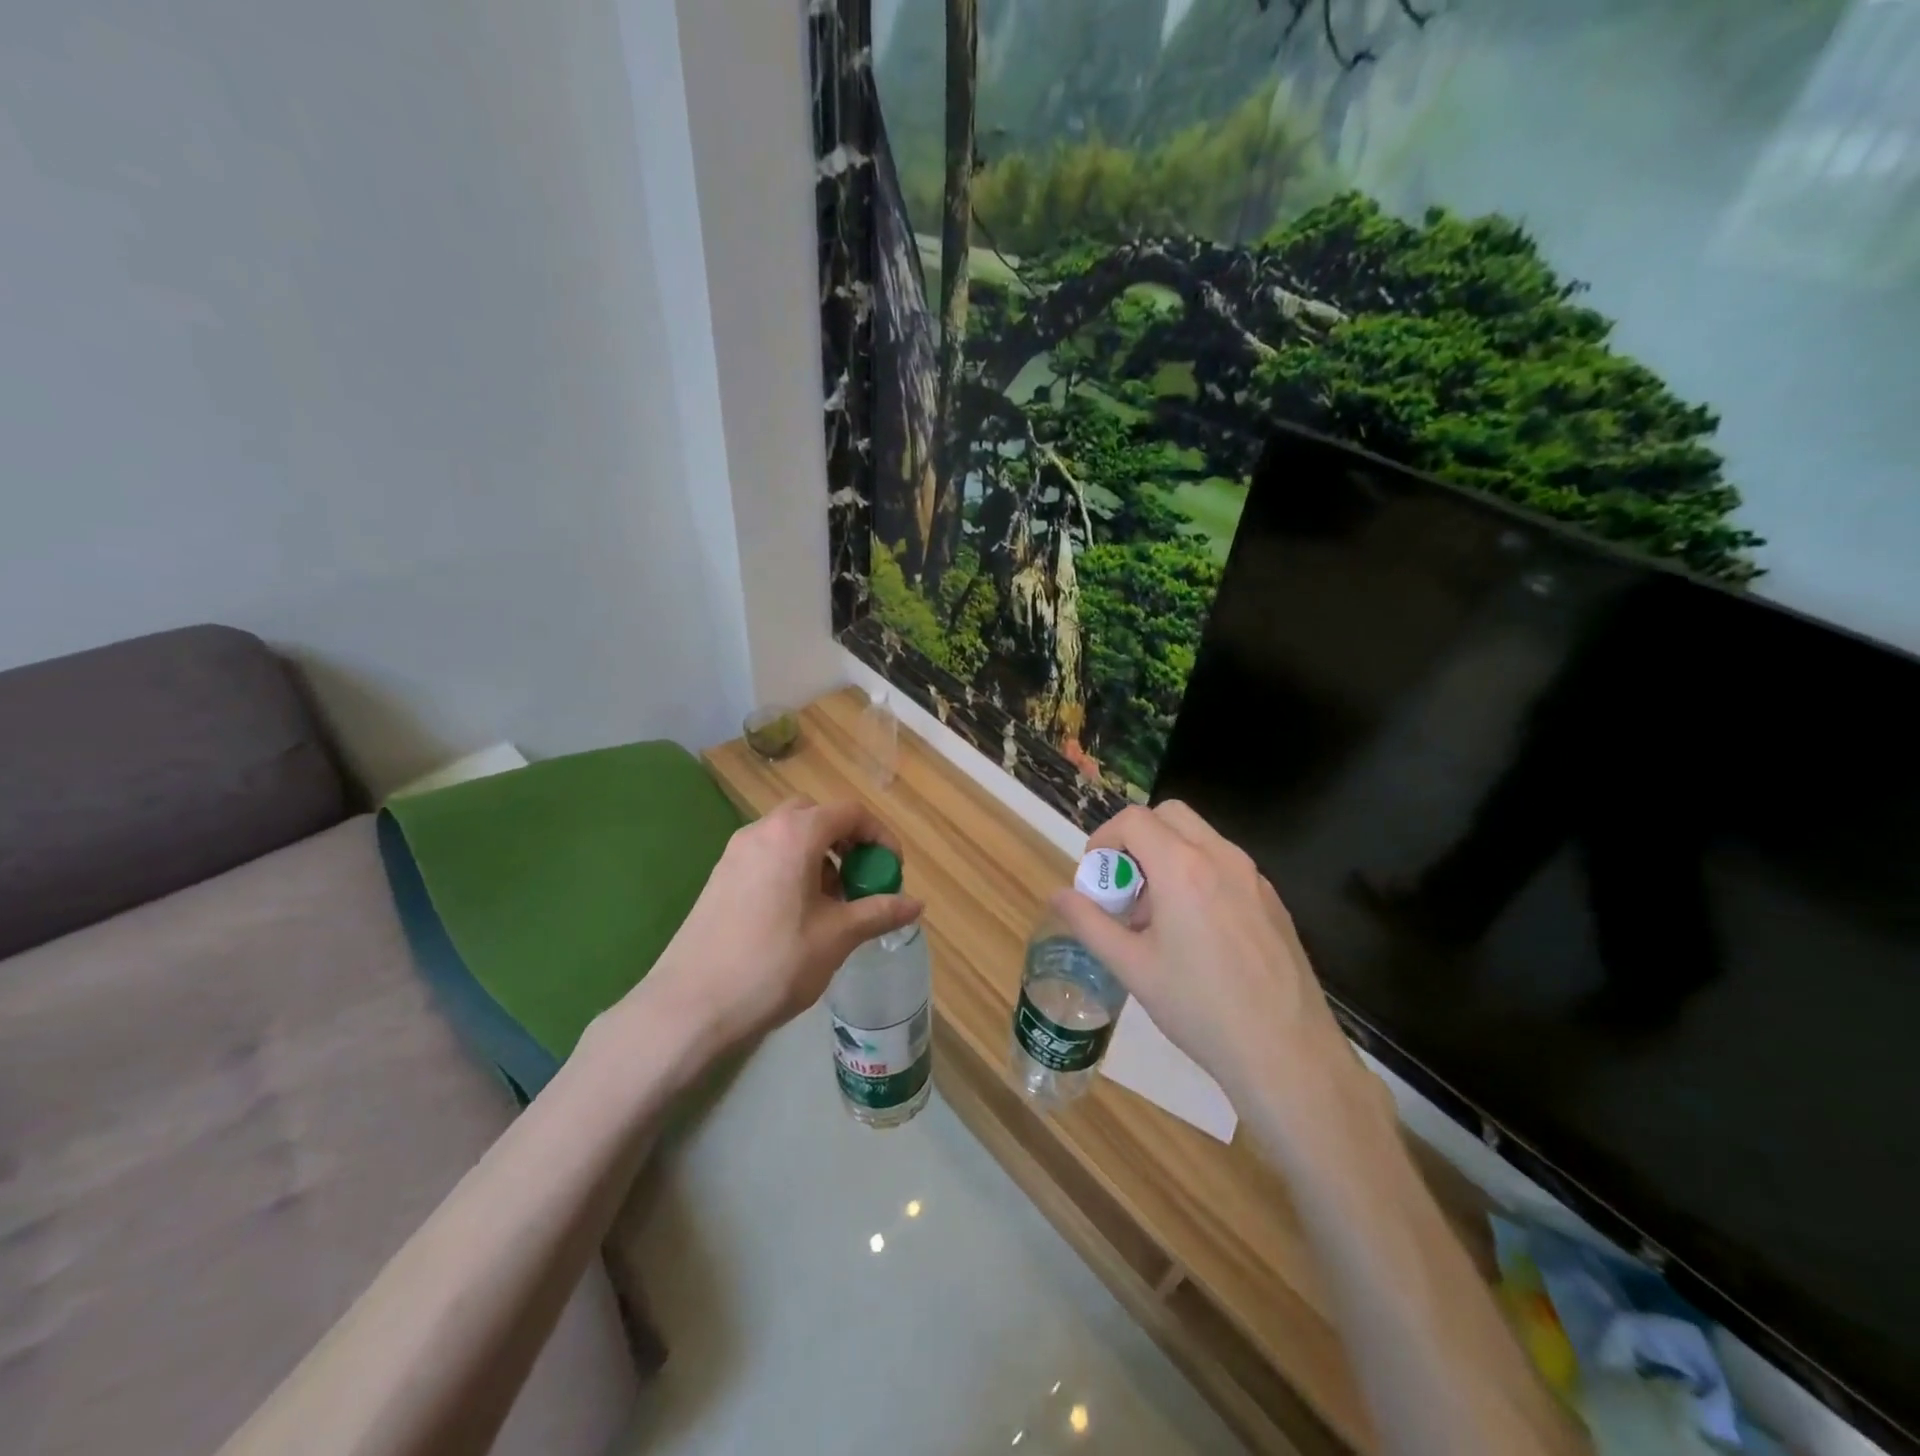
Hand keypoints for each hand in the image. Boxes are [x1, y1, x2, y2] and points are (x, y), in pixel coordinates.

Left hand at [642, 798, 922, 1047]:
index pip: (849, 813)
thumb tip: (916, 904)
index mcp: (794, 835)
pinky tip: (797, 914)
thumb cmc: (774, 964)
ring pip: (788, 835)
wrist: (690, 1005)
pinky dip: (791, 867)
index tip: (891, 870)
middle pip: (815, 816)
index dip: (879, 836)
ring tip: (832, 902)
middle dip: (845, 840)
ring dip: (818, 854)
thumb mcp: (837, 937)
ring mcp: (735, 853)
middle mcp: (762, 831)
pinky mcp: (719, 877)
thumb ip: (879, 912)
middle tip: (860, 879)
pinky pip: (766, 855)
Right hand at [1050, 801, 1360, 1109]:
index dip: (1104, 838)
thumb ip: (1090, 923)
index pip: (1134, 820)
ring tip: (1157, 916)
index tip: (1096, 876)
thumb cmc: (1200, 1008)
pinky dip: (1198, 874)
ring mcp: (1254, 877)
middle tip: (1125, 886)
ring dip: (1168, 856)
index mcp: (1182, 868)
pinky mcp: (1273, 900)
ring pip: (1201, 838)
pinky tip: (1196, 933)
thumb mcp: (1132, 968)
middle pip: (1170, 815)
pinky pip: (1226, 865)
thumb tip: (1058, 896)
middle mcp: (1221, 858)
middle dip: (1138, 839)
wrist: (1288, 1053)